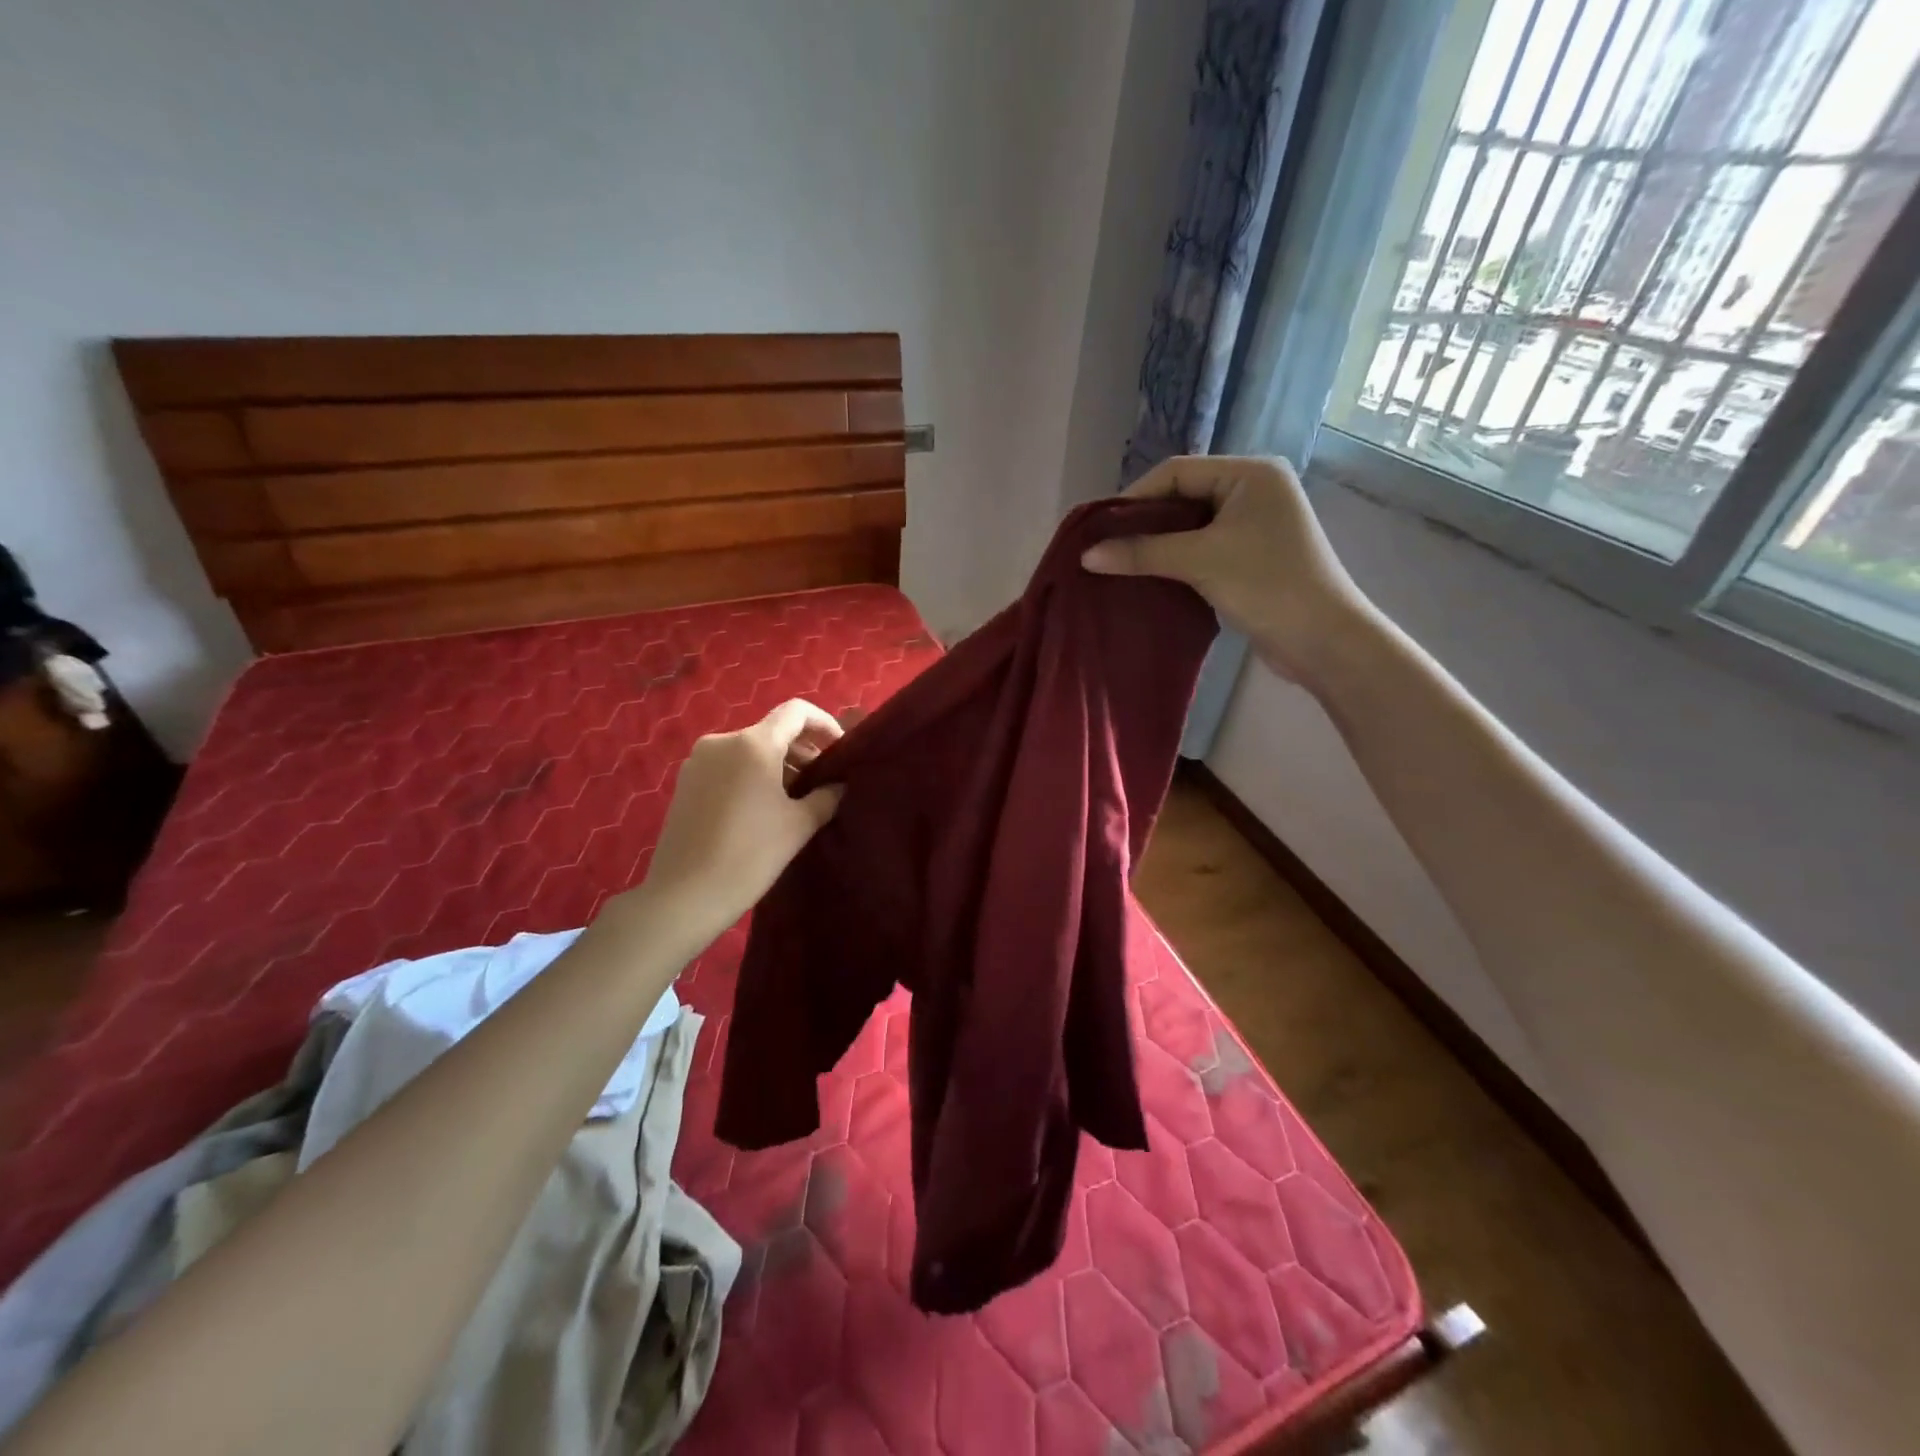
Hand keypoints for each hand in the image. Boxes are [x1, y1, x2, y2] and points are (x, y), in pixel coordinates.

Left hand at [636, 699, 844, 947]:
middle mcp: (722, 742)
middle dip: (802, 750)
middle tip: (822, 781)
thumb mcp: (799, 825)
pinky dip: (752, 776)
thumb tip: (838, 785)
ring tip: (796, 798)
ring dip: (777, 765)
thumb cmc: (750, 855)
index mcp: (753, 744)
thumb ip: (826, 796)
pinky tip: (763, 808)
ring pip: (749, 750)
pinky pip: (728, 766)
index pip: (796, 712)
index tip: (839, 749)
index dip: (824, 723)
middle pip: (772, 731)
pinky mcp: (685, 783)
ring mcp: (698, 762)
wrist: (685, 896)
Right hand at [1080, 455, 1374, 684]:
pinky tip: (1150, 578)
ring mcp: (1255, 525)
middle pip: (1183, 497)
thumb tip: (1086, 555)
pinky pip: (1203, 549)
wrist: (1323, 639)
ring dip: (1158, 545)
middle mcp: (1254, 490)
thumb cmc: (1266, 585)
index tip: (1099, 529)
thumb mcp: (1199, 561)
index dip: (1134, 498)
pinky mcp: (1252, 557)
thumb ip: (1142, 553)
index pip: (1177, 472)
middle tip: (1106, 548)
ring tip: (1120, 564)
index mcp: (1250, 473)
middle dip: (1144, 523)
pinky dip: (1176, 561)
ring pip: (1191, 526)